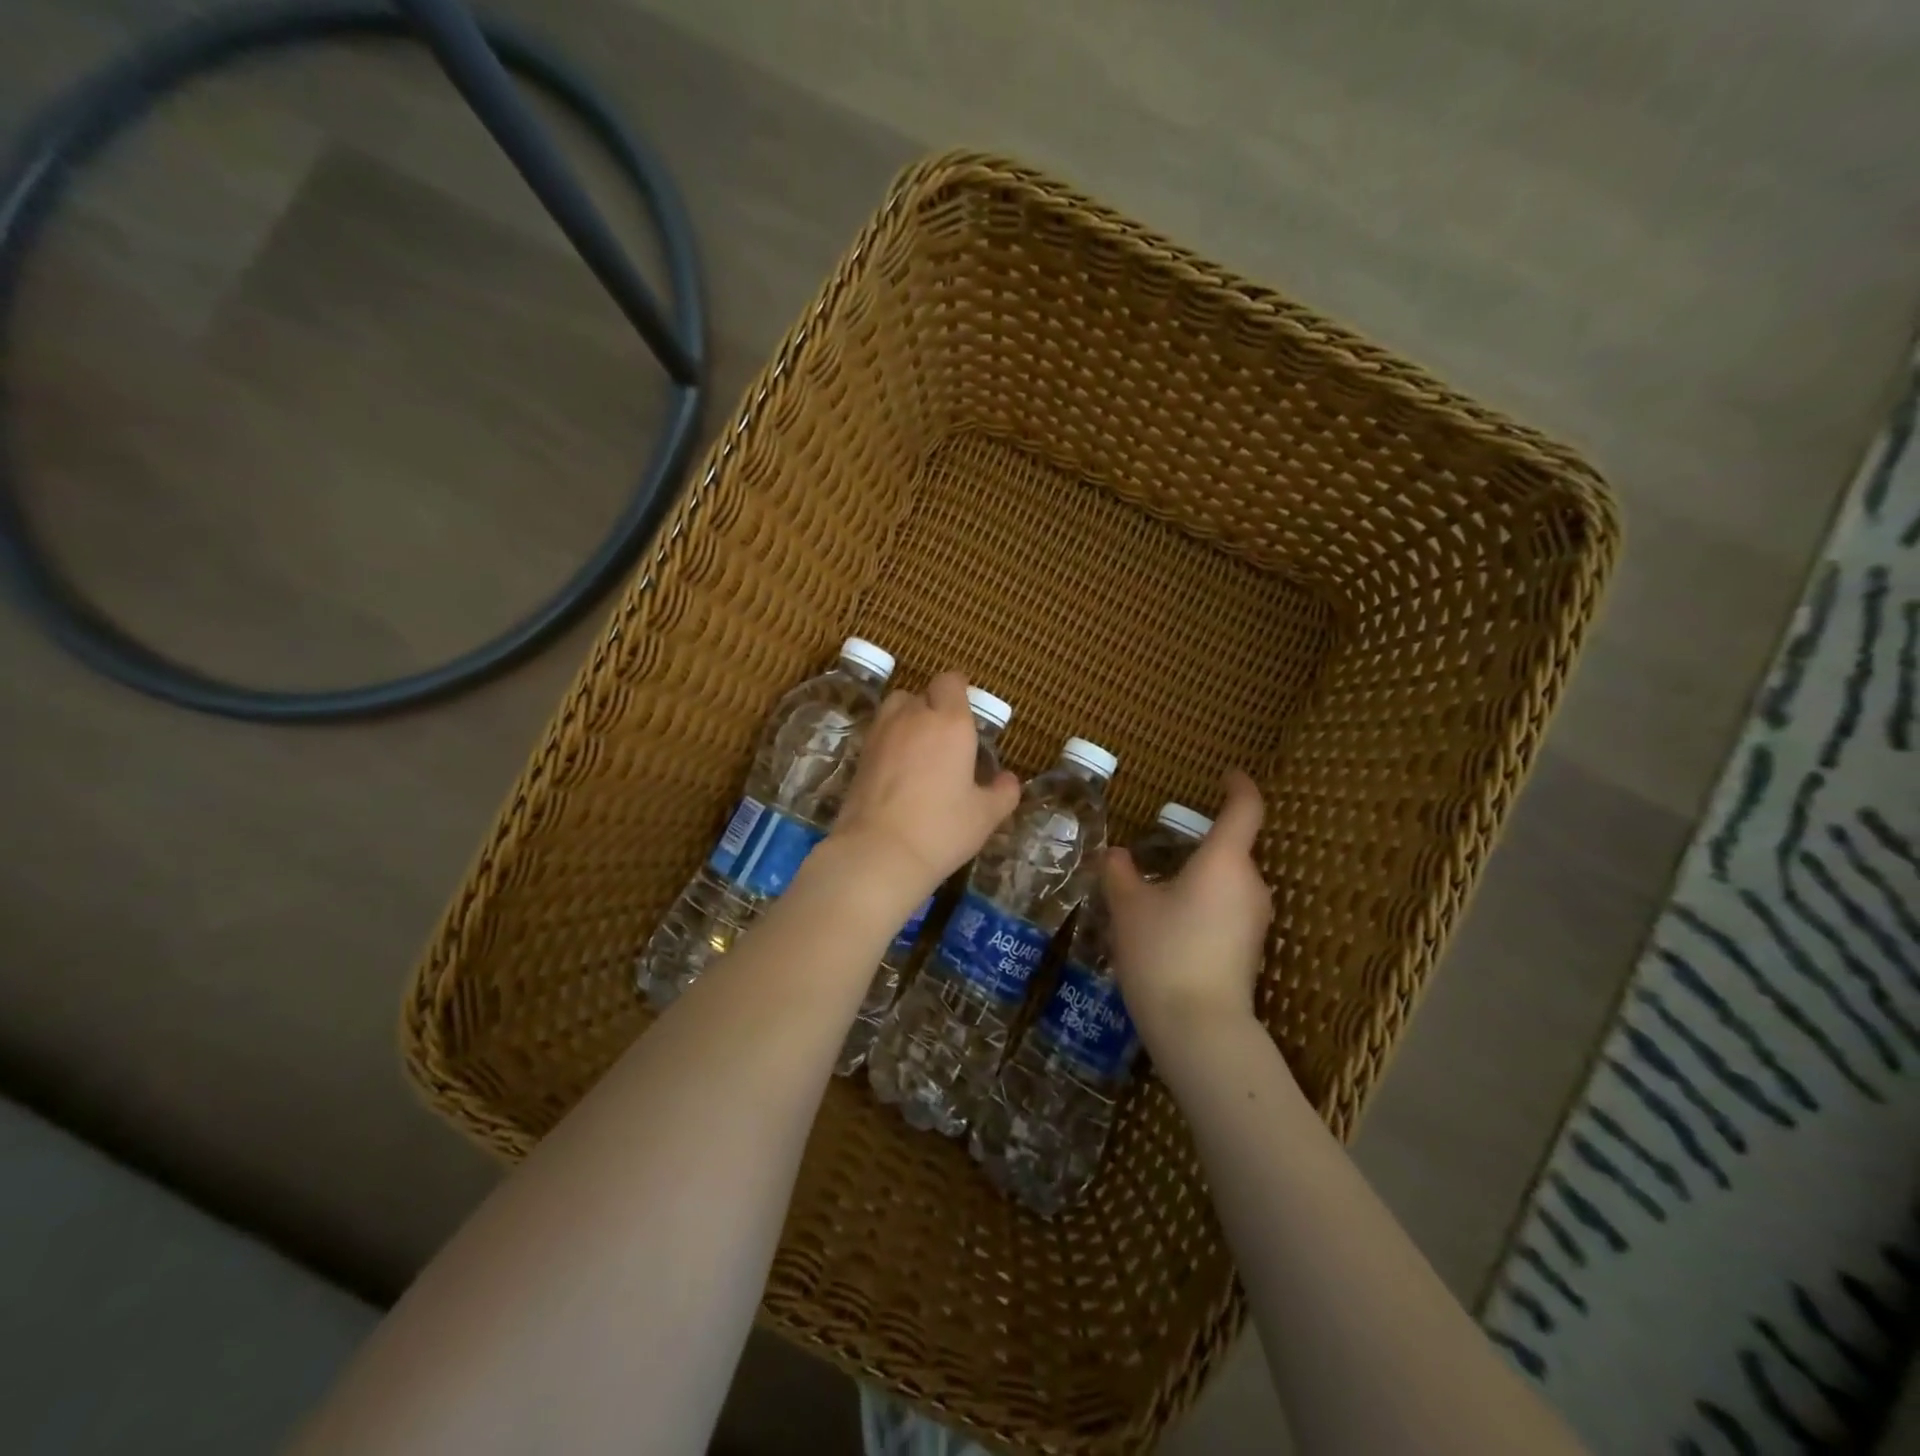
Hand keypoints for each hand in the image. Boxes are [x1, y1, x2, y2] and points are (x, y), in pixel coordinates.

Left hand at [829, 671, 1021, 899]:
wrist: (878, 852)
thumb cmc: (941, 829)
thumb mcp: (985, 815)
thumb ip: (1003, 792)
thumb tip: (1009, 779)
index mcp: (950, 722)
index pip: (951, 682)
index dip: (959, 690)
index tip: (968, 710)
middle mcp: (914, 717)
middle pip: (923, 692)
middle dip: (936, 706)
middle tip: (949, 737)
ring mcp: (881, 733)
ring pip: (897, 707)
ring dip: (910, 717)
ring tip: (921, 747)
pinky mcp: (860, 754)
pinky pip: (880, 732)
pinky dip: (891, 739)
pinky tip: (900, 769)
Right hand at [1104, 770, 1273, 1048]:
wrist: (1199, 1028)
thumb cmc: (1163, 952)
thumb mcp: (1129, 907)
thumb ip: (1121, 873)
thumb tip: (1117, 855)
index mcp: (1224, 861)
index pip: (1245, 808)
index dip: (1238, 786)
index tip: (1226, 775)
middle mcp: (1250, 884)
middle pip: (1232, 849)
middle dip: (1199, 845)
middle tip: (1160, 850)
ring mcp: (1256, 919)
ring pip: (1229, 882)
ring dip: (1200, 878)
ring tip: (1159, 892)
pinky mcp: (1251, 949)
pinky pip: (1229, 910)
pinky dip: (1205, 906)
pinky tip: (1172, 927)